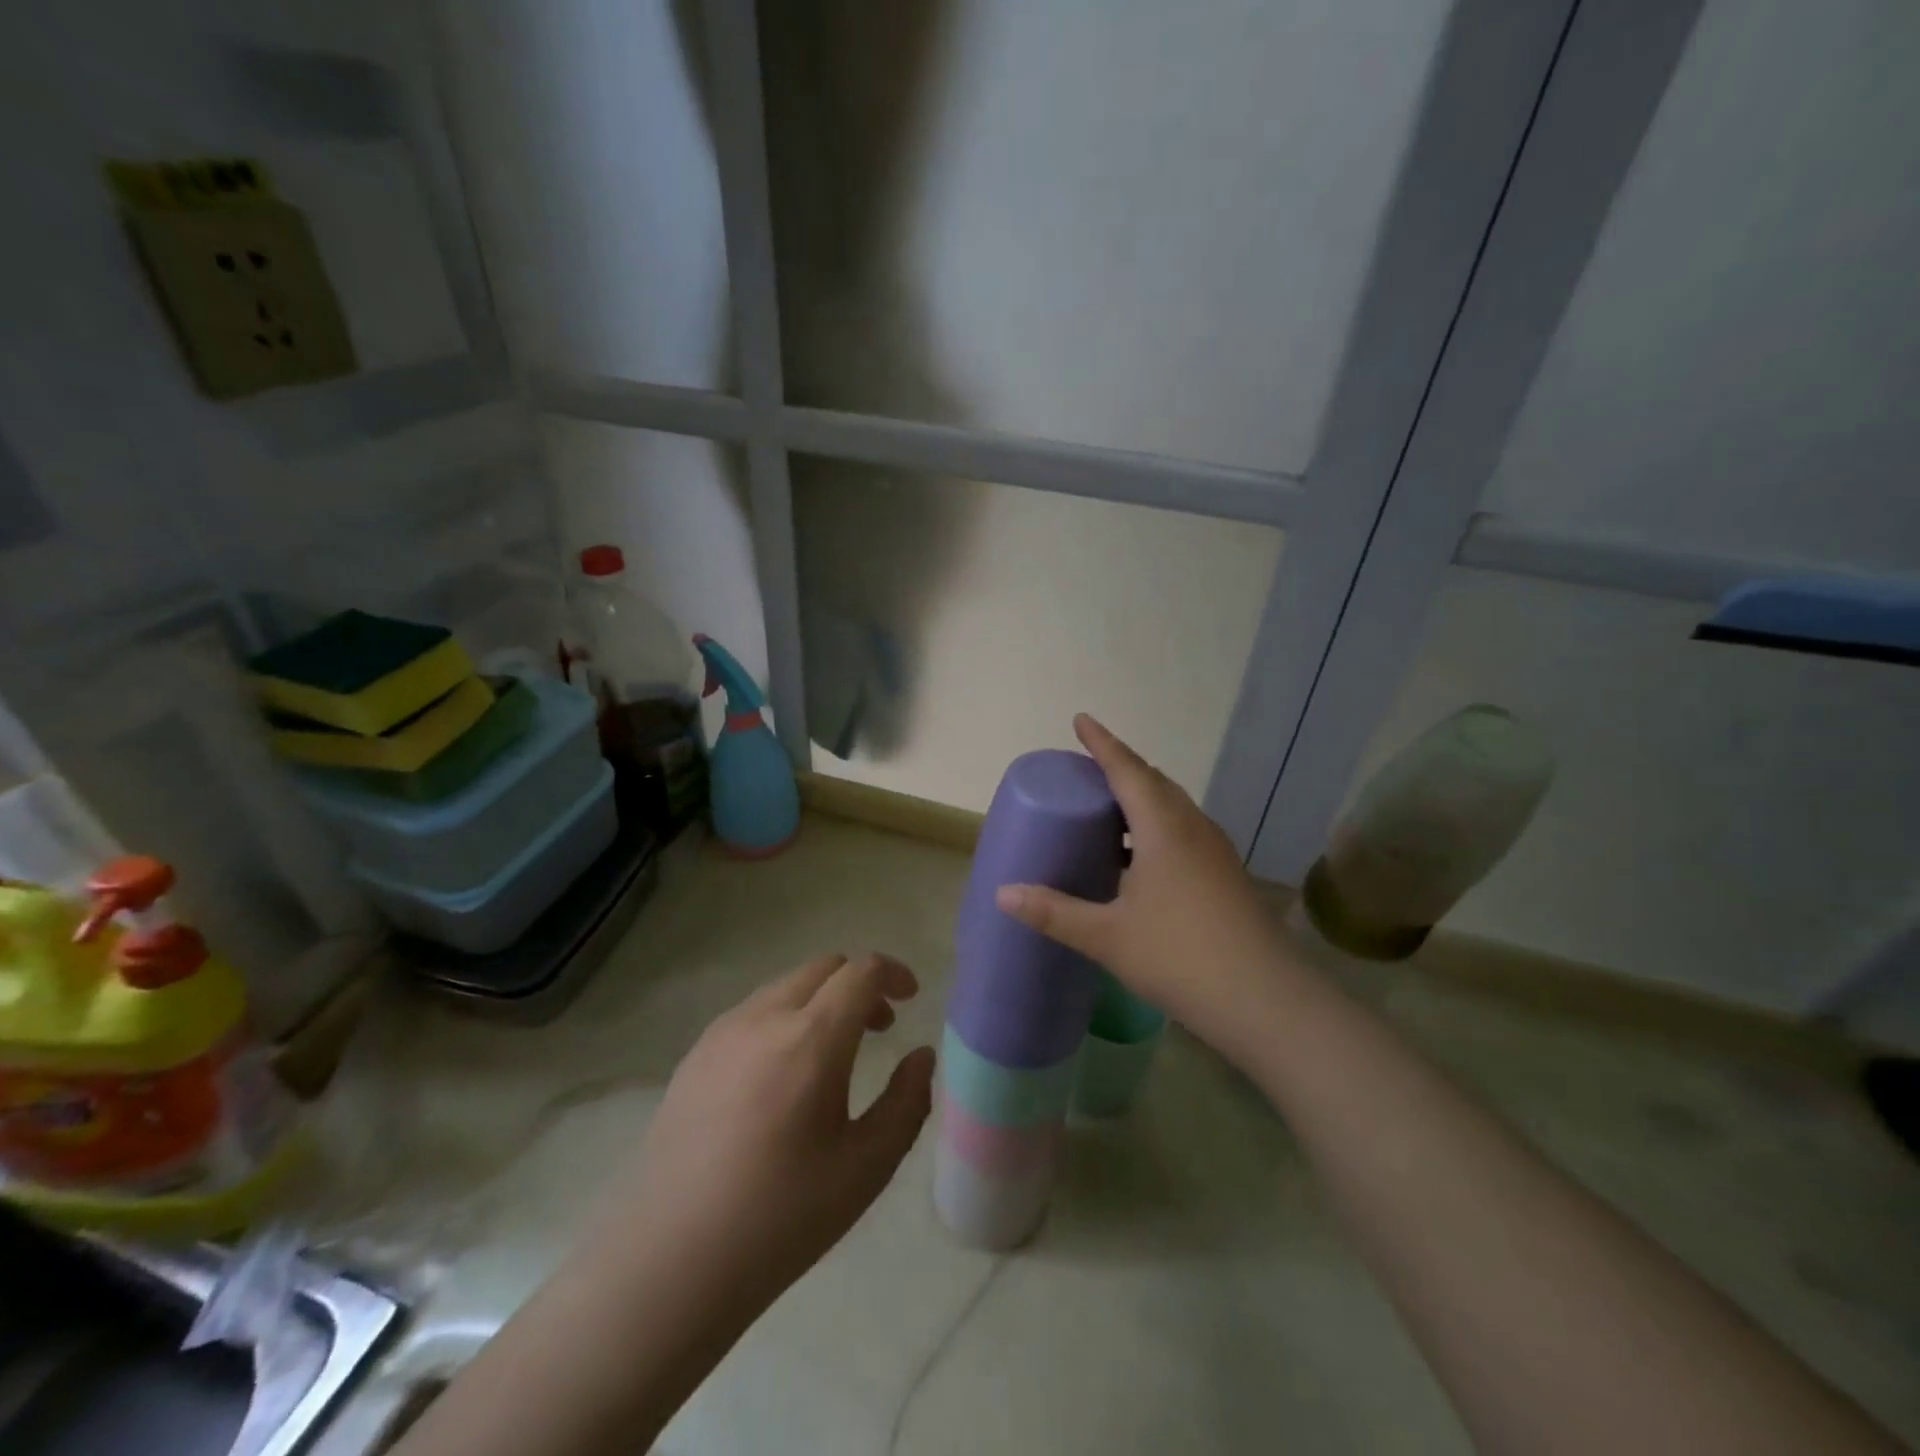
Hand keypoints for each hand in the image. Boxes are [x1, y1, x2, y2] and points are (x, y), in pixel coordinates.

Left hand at [612, 952, 935, 1310]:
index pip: (861, 971)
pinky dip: (784, 1018)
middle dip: (859, 983)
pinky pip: (752, 1012)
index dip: (893, 973)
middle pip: (823, 967)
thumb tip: (922, 1056)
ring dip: (820, 999)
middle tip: (879, 1027)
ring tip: (832, 1053)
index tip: (911, 998)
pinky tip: (781, 1076)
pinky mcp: (694, 1055)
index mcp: (811, 1038)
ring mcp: (722, 1032)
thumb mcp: (866, 1166)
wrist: (670, 1261)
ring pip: (785, 986)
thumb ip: (907, 1102)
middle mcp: (765, 1018)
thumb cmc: (781, 1217)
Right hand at [994, 715, 1297, 1053]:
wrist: (1265, 1000)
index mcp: (1163, 828)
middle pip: (1154, 782)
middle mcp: (1192, 828)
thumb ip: (1054, 912)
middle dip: (1121, 767)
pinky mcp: (1225, 875)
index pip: (1127, 770)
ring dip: (1142, 796)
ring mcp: (1215, 851)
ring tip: (1110, 807)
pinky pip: (1184, 830)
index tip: (1081, 720)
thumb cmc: (1179, 956)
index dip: (1101, 743)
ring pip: (1173, 806)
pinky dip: (1157, 825)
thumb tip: (1003, 893)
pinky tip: (1141, 857)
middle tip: (1088, 767)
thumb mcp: (1106, 936)